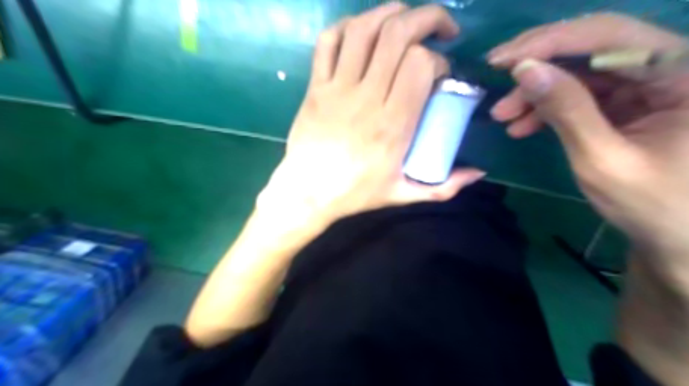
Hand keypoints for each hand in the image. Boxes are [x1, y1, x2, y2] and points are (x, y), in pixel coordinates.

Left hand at [256, 2, 482, 226]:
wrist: (308, 193)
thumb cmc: (355, 194)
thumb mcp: (403, 195)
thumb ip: (444, 187)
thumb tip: (478, 174)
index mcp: (393, 124)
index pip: (421, 64)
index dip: (438, 59)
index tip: (440, 74)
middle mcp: (367, 98)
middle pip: (397, 35)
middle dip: (427, 18)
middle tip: (441, 28)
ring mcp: (337, 89)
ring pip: (363, 30)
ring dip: (389, 13)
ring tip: (405, 18)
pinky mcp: (315, 87)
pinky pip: (328, 43)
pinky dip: (347, 26)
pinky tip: (362, 31)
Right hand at [490, 14, 688, 276]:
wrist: (676, 235)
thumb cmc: (651, 204)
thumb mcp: (601, 158)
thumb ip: (566, 110)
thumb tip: (525, 70)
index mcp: (684, 73)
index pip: (608, 36)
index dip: (549, 43)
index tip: (502, 61)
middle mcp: (669, 66)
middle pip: (592, 45)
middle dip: (537, 64)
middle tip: (494, 78)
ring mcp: (645, 84)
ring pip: (578, 71)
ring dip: (535, 91)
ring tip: (502, 116)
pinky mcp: (626, 102)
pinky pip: (578, 94)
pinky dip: (546, 108)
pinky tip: (521, 126)